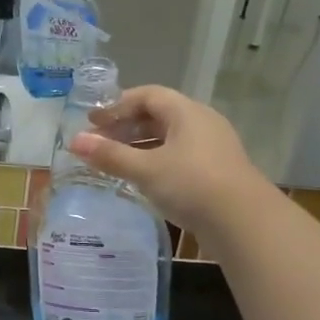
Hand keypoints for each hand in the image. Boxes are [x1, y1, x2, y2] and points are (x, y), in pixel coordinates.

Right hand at [68, 86, 262, 238]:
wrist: (245, 223)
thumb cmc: (192, 185)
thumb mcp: (146, 169)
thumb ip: (110, 155)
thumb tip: (74, 142)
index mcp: (187, 112)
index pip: (147, 95)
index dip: (117, 105)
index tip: (93, 121)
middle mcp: (202, 123)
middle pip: (158, 115)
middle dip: (126, 127)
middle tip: (99, 142)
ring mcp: (212, 148)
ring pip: (169, 138)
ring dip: (140, 146)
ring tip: (115, 162)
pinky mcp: (217, 172)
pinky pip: (179, 157)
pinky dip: (156, 162)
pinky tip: (142, 180)